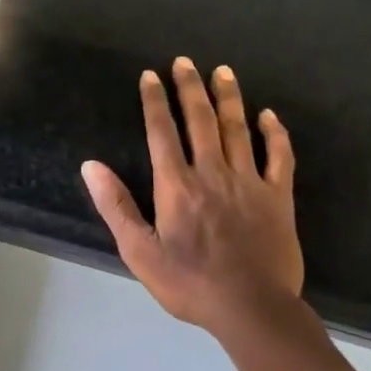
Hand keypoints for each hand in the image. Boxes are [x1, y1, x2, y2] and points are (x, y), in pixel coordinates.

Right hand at [83, 59, 302, 338]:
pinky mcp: (278, 197)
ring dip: (229, 98)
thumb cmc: (189, 283)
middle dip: (190, 88)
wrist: (251, 308)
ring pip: (238, 129)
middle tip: (185, 61)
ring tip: (223, 72)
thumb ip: (116, 206)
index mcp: (177, 185)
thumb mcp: (139, 251)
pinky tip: (270, 116)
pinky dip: (275, 134)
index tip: (151, 75)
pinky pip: (279, 157)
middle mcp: (212, 173)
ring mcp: (249, 182)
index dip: (154, 101)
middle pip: (200, 120)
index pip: (161, 132)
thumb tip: (91, 166)